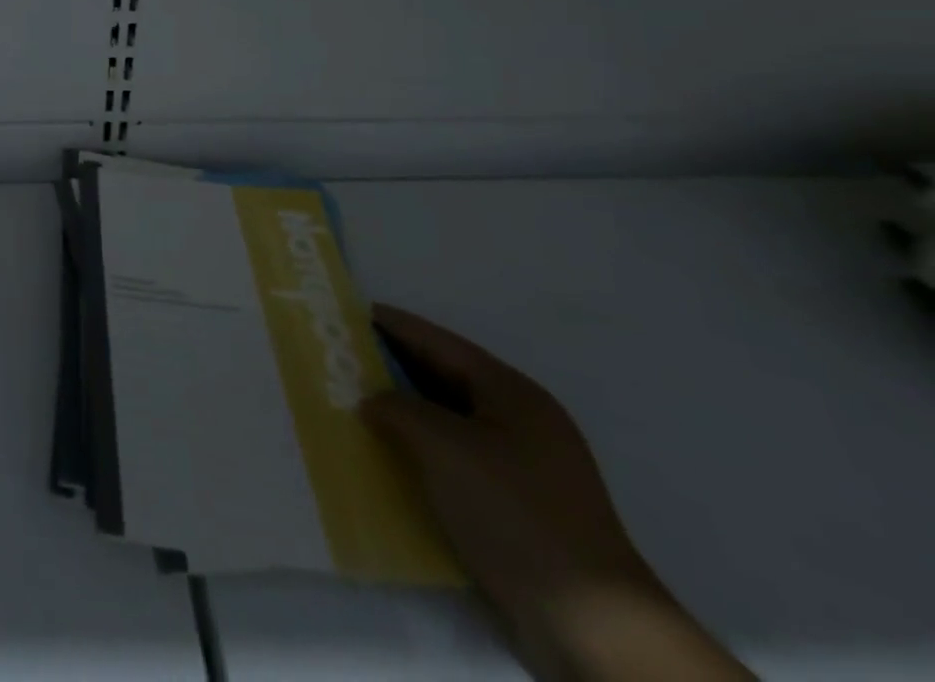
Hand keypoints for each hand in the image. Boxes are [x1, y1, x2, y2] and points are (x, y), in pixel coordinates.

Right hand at [364, 305, 752, 681]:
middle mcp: (523, 421)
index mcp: (513, 393)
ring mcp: (526, 468)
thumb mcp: (443, 446)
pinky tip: (392, 457)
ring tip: (358, 403)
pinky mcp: (520, 508)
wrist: (590, 625)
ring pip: (452, 421)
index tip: (351, 312)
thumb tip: (373, 401)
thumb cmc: (513, 512)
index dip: (396, 325)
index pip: (441, 343)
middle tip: (345, 356)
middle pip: (448, 378)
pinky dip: (424, 450)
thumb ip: (398, 409)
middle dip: (396, 367)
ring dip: (408, 412)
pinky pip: (459, 459)